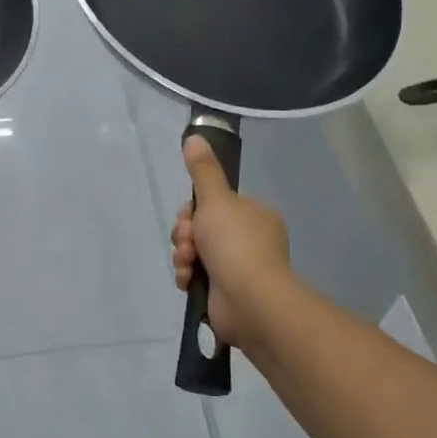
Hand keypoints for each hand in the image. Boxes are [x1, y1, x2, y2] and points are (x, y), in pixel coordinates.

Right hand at [171, 137, 293, 352]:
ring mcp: (238, 267)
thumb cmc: (236, 244)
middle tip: (188, 242)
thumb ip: (203, 170)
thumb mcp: (216, 199)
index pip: (213, 203)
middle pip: (200, 227)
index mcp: (253, 214)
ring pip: (195, 252)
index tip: (189, 216)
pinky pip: (197, 276)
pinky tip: (188, 281)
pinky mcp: (226, 292)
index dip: (193, 209)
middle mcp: (248, 239)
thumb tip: (195, 136)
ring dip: (183, 256)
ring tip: (187, 264)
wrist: (250, 301)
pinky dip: (188, 276)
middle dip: (186, 235)